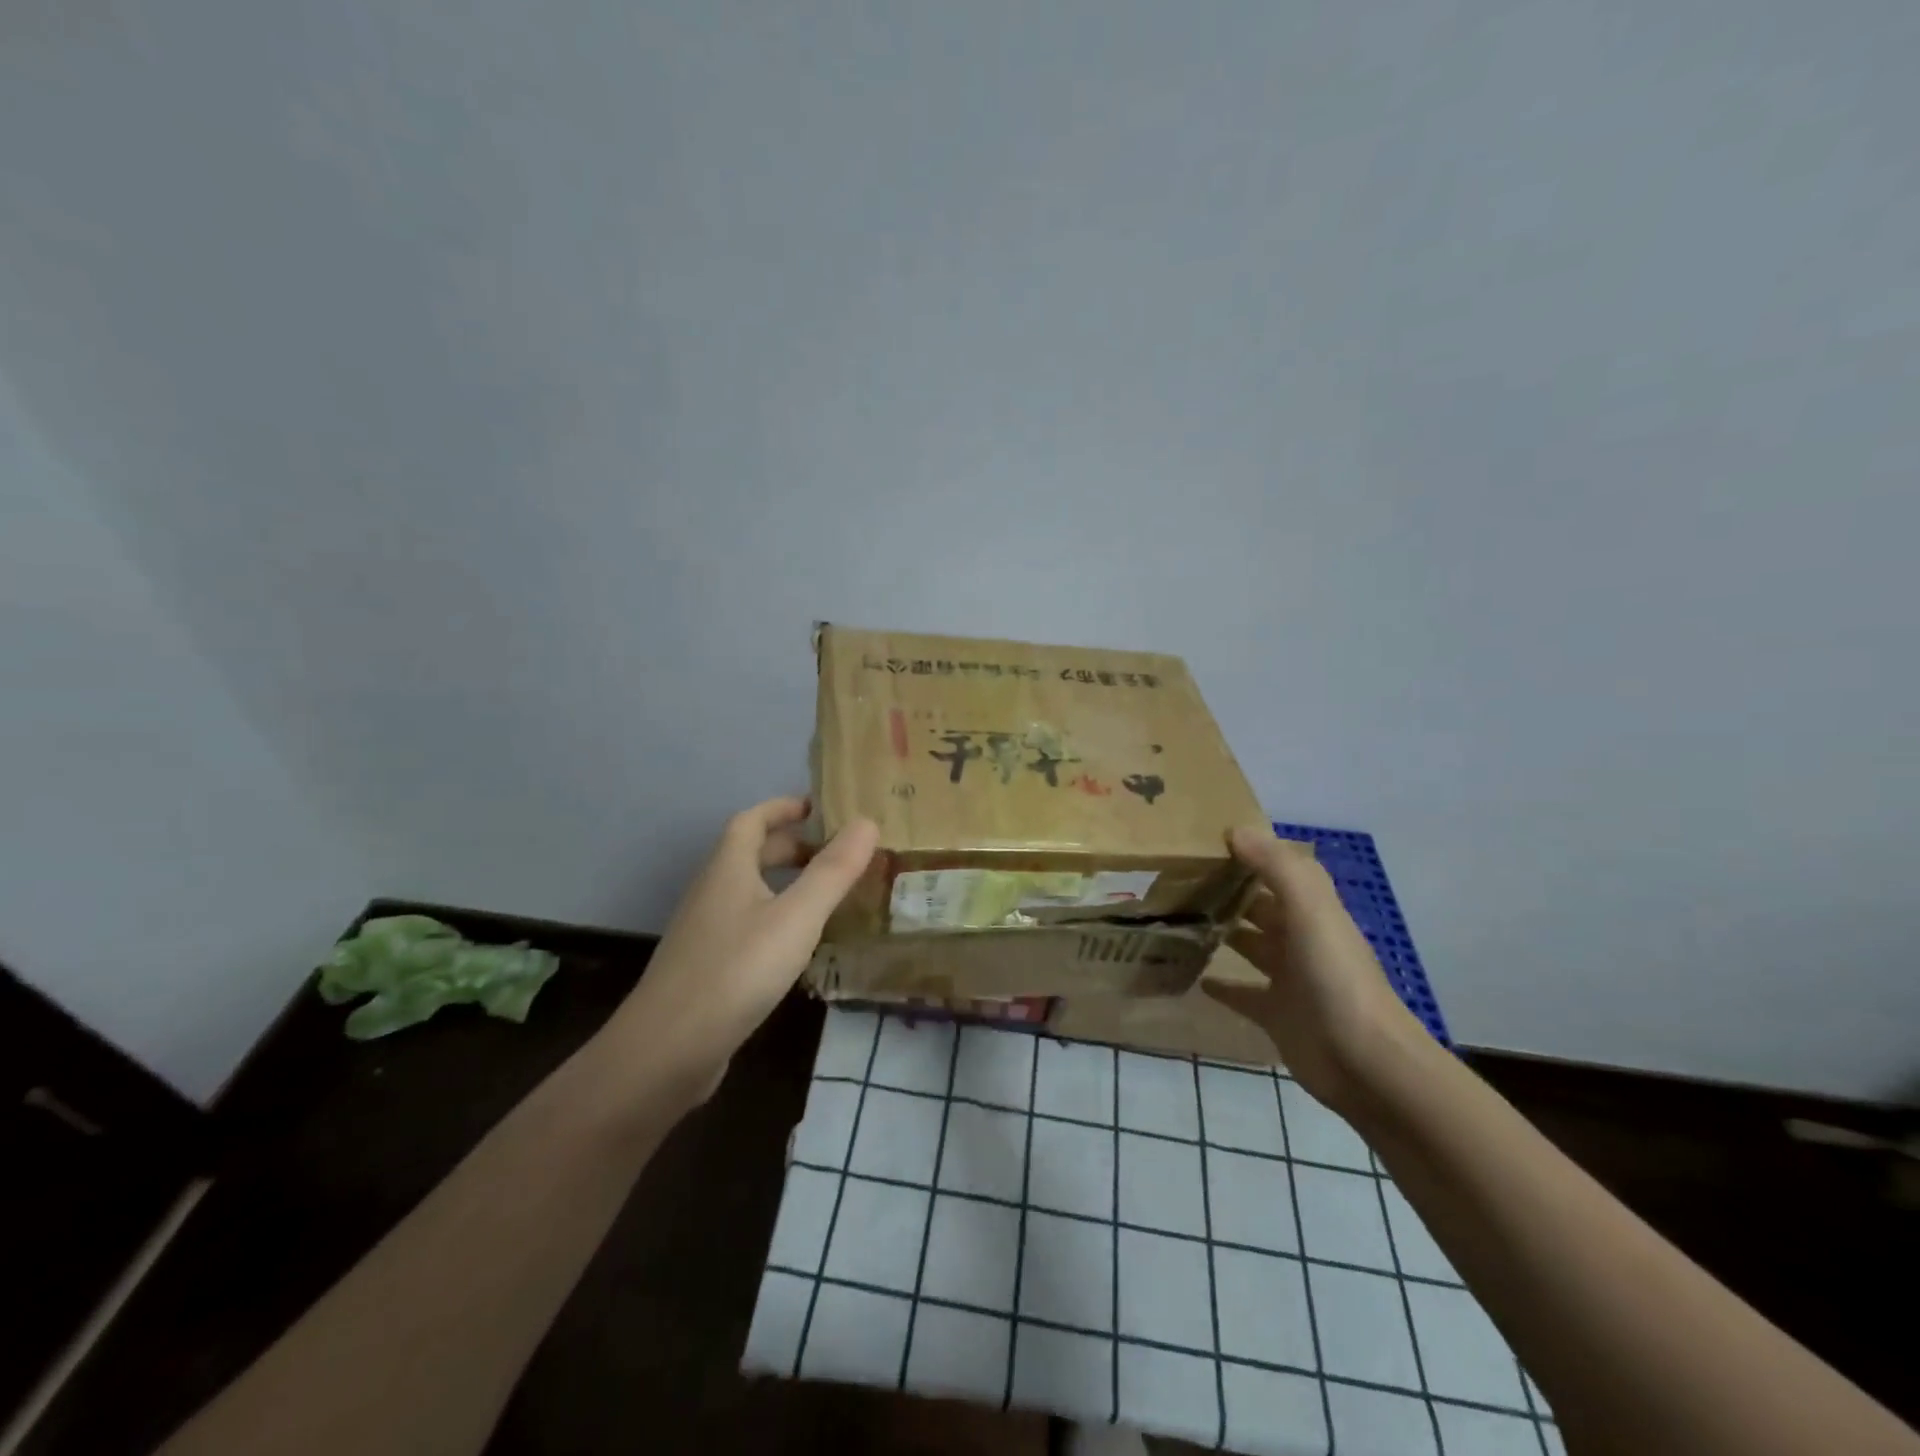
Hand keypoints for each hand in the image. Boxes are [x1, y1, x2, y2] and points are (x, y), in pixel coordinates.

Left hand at [601, 797, 878, 1100]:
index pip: (752, 819)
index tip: (820, 808)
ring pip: (749, 892)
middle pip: (750, 854)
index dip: (784, 807)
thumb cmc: (737, 970)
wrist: (667, 1050)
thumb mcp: (796, 917)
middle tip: (836, 854)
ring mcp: (705, 932)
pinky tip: (798, 946)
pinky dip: (775, 919)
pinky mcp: (707, 968)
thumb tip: (867, 821)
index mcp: (728, 868)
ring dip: (785, 884)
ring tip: (826, 896)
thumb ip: (833, 871)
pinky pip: (747, 925)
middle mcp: (712, 892)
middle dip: (792, 846)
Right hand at [1202, 827, 1426, 1111]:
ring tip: (1178, 919)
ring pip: (1250, 945)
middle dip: (1228, 891)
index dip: (1249, 853)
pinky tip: (1195, 977)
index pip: (1278, 870)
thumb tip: (1236, 829)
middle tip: (1177, 879)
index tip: (1203, 841)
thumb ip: (1276, 867)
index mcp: (1312, 910)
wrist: (1364, 1063)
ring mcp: (1288, 978)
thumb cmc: (1336, 978)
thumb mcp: (1311, 911)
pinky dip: (1221, 985)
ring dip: (1223, 932)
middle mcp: (1300, 939)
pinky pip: (1242, 993)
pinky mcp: (1276, 1014)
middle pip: (1260, 906)